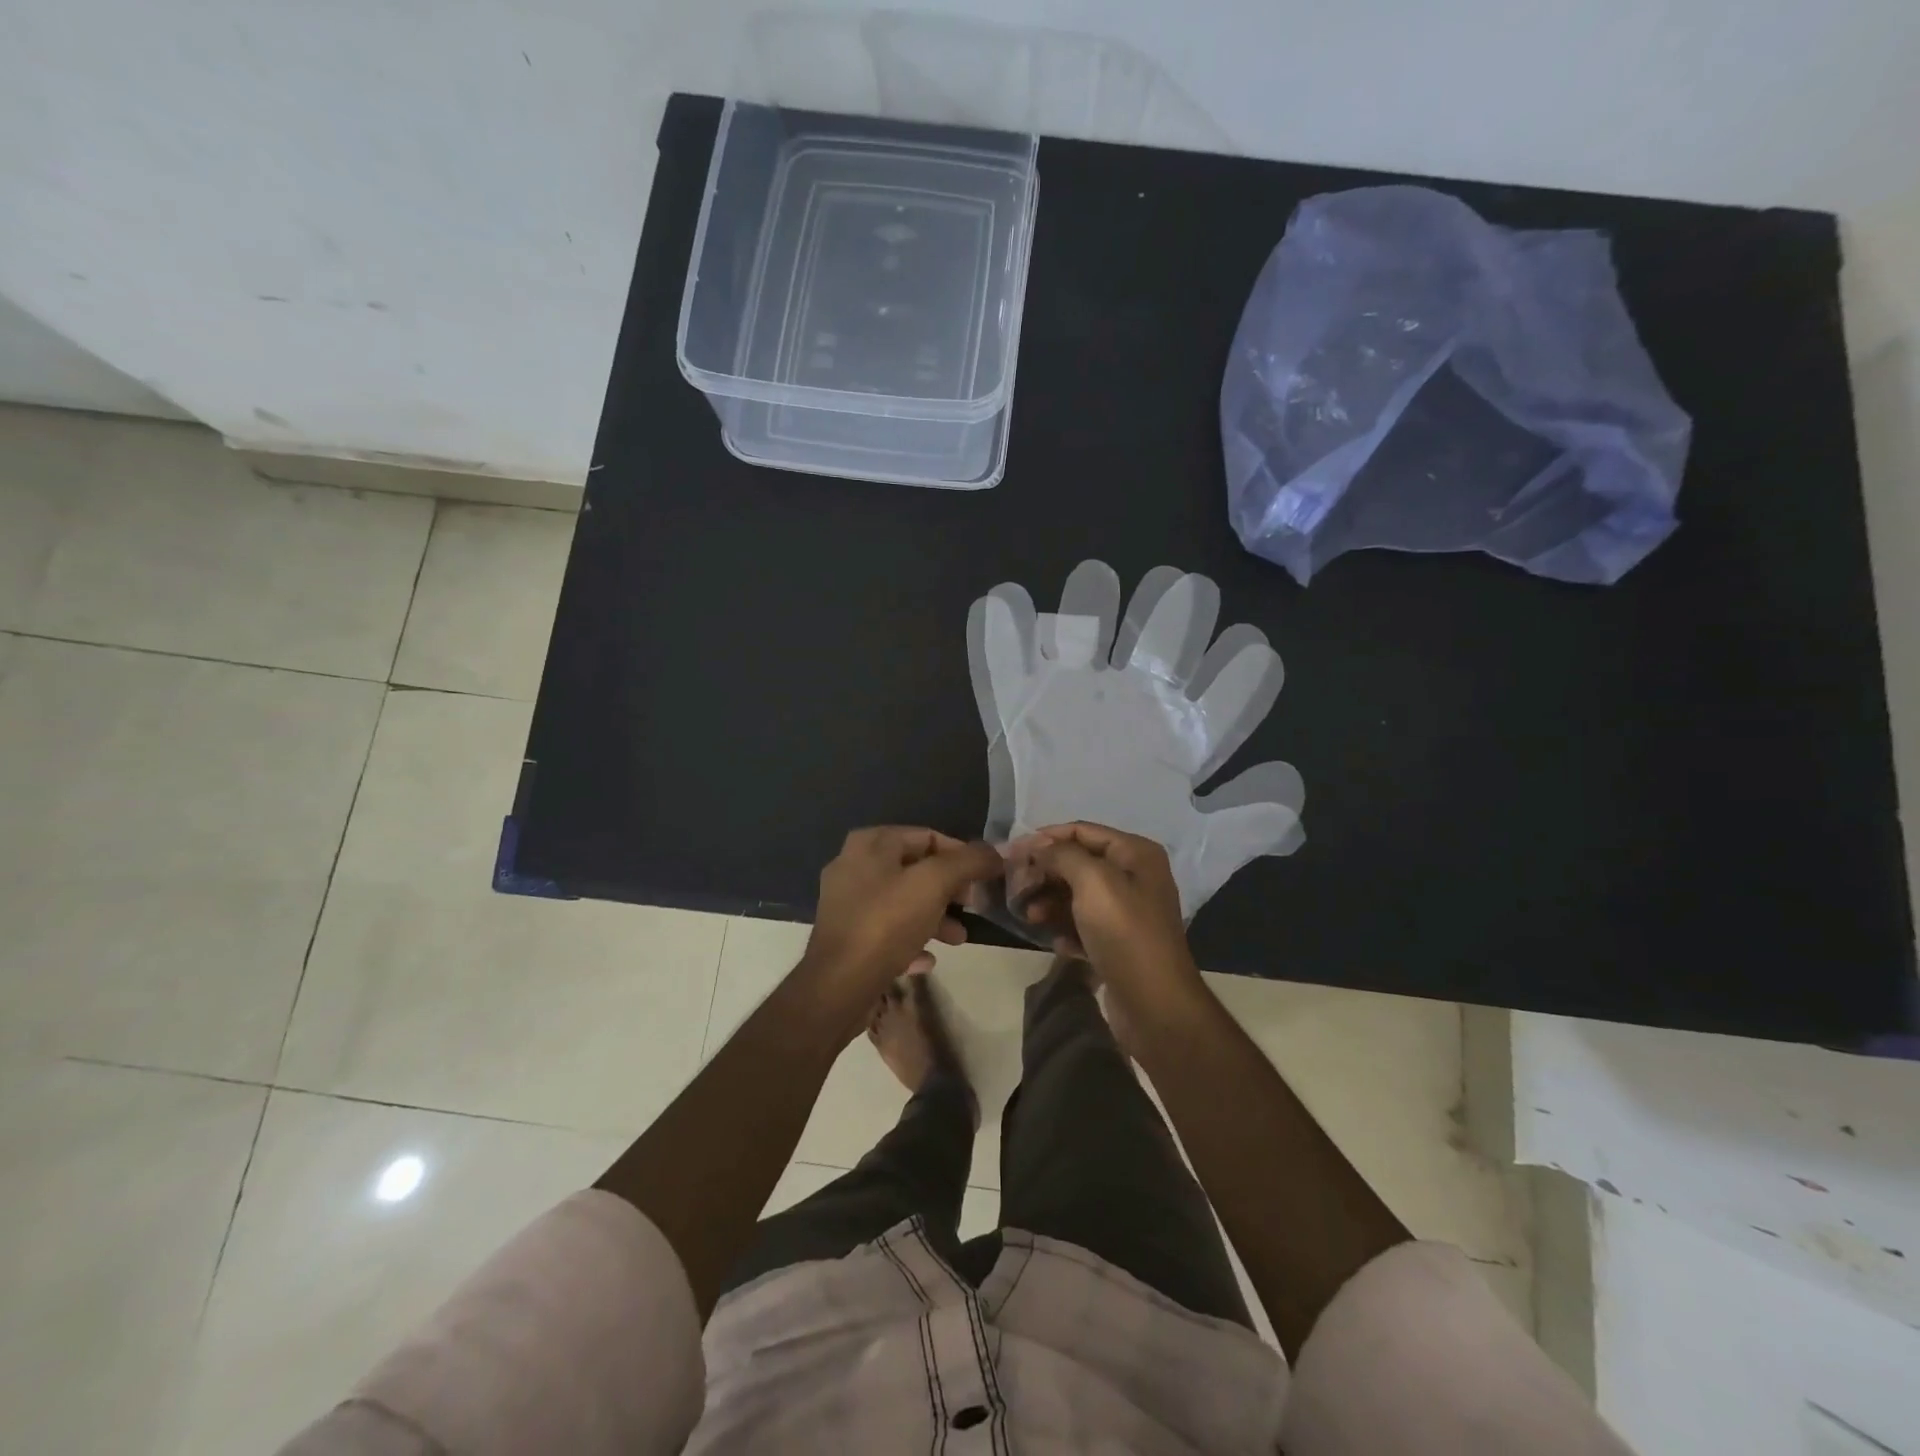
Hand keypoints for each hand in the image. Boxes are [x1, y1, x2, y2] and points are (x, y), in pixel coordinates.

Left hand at [801, 827, 1002, 1015]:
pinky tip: (926, 959)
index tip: (984, 878)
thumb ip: (968, 862)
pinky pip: (887, 930)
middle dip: (949, 889)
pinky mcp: (846, 936)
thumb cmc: (886, 924)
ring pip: (902, 901)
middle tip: (973, 906)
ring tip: (958, 938)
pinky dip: (910, 939)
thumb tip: (995, 853)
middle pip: (915, 869)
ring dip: (934, 916)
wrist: (838, 986)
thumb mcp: (934, 884)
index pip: (927, 836)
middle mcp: (853, 865)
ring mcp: (847, 902)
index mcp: (870, 844)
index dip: (961, 854)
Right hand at [1005, 822, 1204, 1010]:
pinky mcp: (1118, 942)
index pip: (1082, 831)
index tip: (1012, 851)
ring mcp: (1127, 912)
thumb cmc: (1124, 933)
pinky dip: (1067, 930)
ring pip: (1077, 895)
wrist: (1155, 1004)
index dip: (1046, 838)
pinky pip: (1084, 925)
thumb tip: (1038, 846)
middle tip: (1016, 887)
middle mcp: (1134, 877)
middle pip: (1078, 863)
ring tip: (1031, 917)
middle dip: (1046, 873)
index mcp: (1135, 854)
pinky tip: (1058, 944)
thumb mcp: (1093, 882)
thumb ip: (1063, 855)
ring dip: (1051, 903)